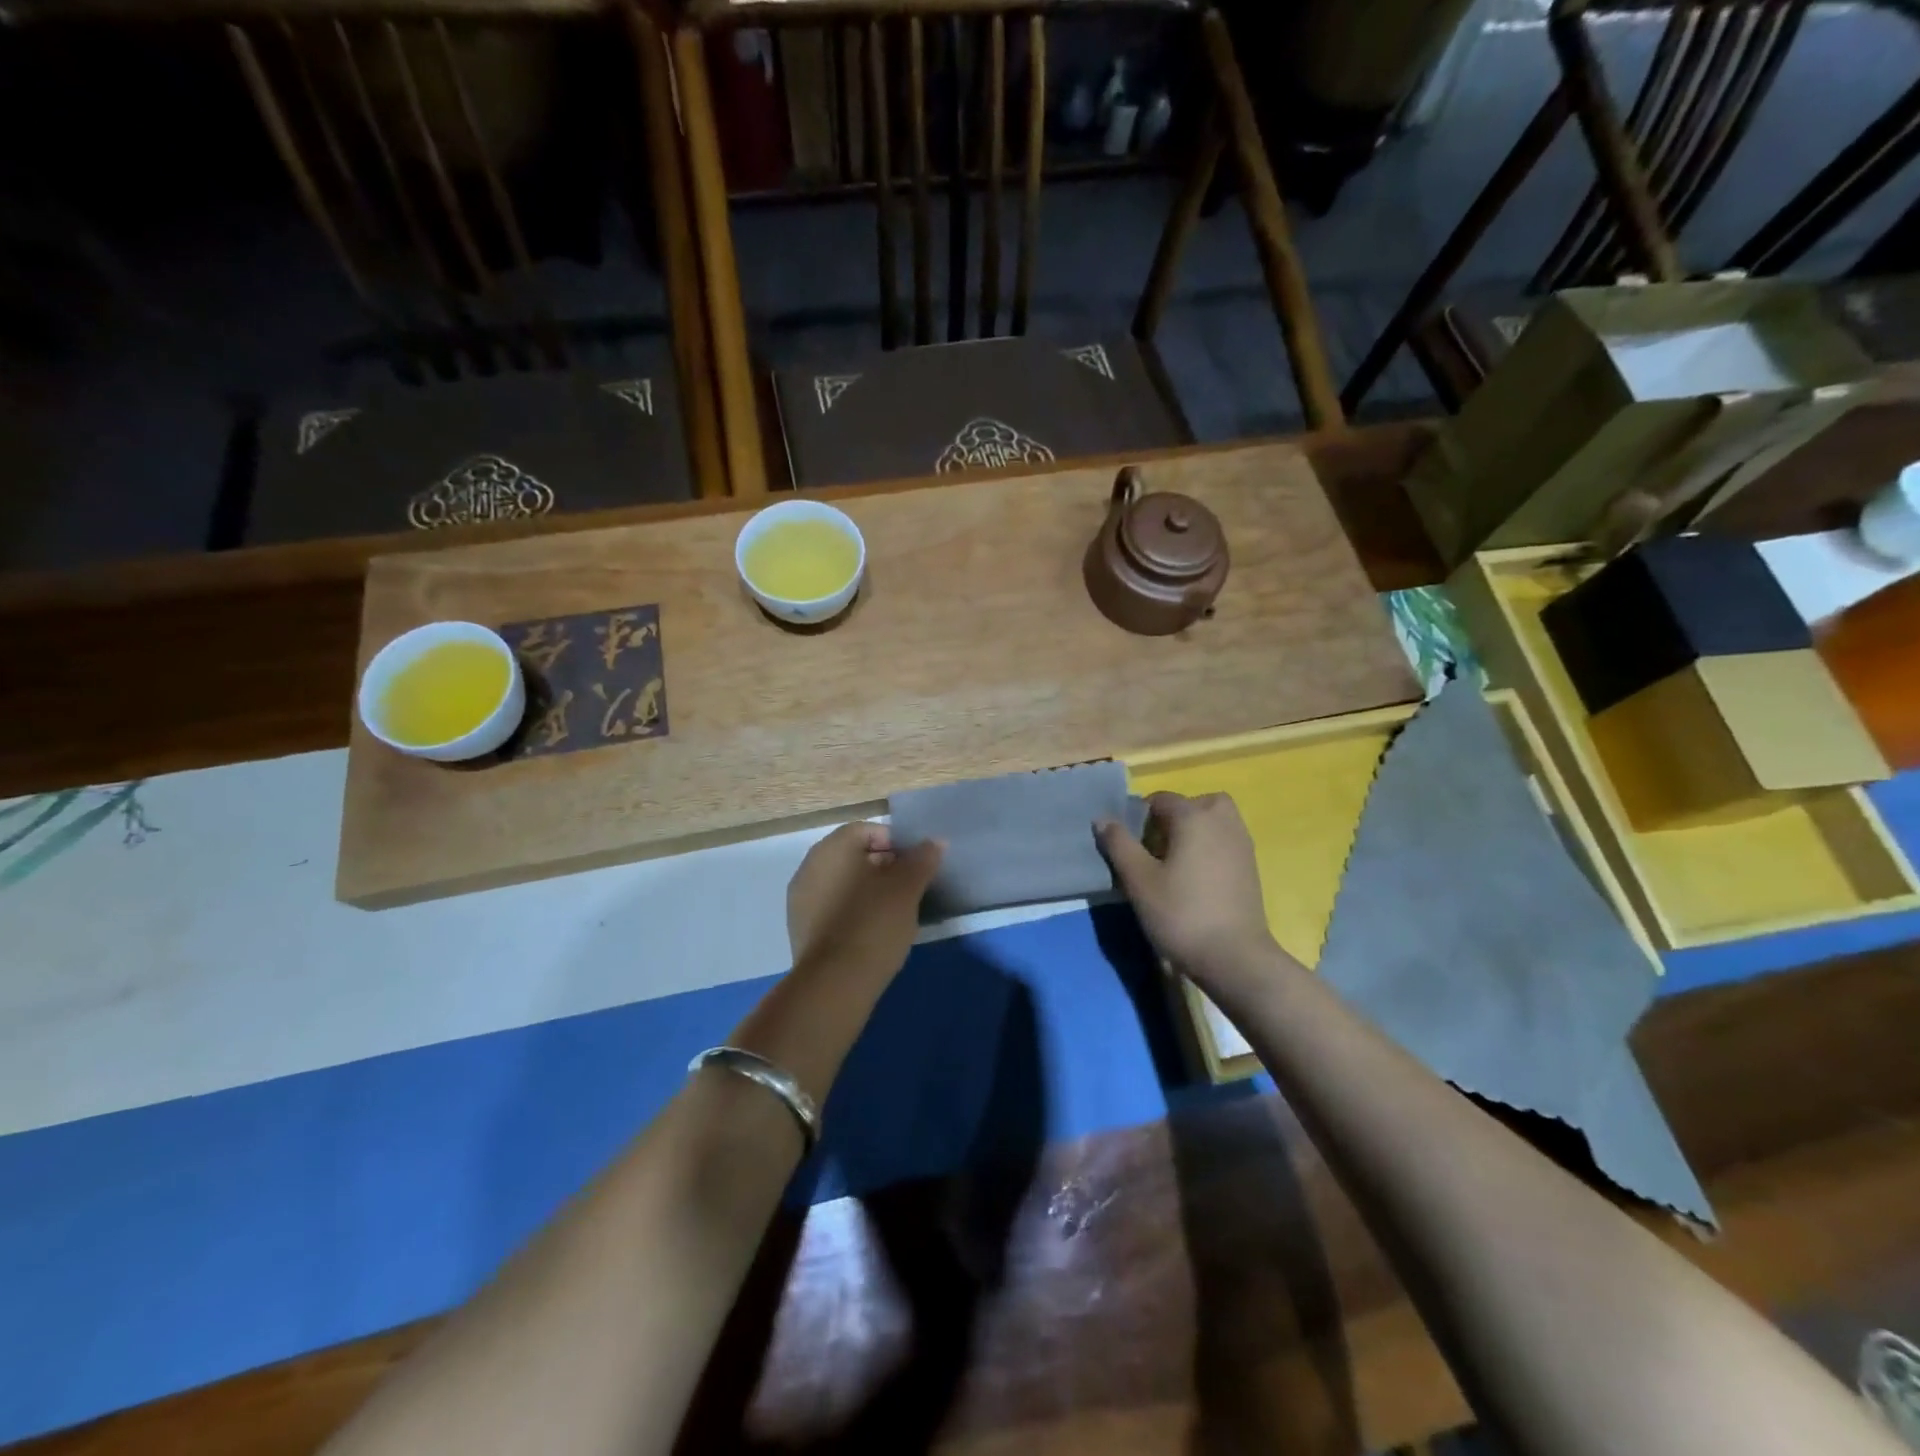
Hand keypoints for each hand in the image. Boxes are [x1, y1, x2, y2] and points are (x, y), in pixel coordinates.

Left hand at [786, 822, 943, 977]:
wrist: (834, 984)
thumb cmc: (874, 924)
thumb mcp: (907, 889)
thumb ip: (921, 860)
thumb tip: (934, 842)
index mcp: (833, 848)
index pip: (867, 830)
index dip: (896, 843)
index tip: (916, 866)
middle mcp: (810, 866)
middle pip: (853, 855)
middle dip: (883, 866)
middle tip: (910, 888)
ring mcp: (801, 899)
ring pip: (842, 882)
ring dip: (868, 890)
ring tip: (895, 912)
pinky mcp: (801, 929)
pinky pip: (832, 907)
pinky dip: (852, 911)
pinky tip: (872, 932)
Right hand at [1096, 792, 1288, 994]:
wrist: (1235, 957)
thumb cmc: (1181, 914)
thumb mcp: (1139, 880)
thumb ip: (1119, 844)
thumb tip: (1103, 818)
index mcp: (1194, 816)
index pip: (1160, 800)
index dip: (1139, 819)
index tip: (1130, 848)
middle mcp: (1222, 820)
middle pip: (1192, 805)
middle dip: (1171, 820)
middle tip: (1154, 851)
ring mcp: (1242, 842)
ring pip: (1212, 821)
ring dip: (1192, 832)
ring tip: (1174, 863)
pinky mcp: (1251, 865)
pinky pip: (1224, 840)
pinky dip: (1209, 847)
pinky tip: (1196, 879)